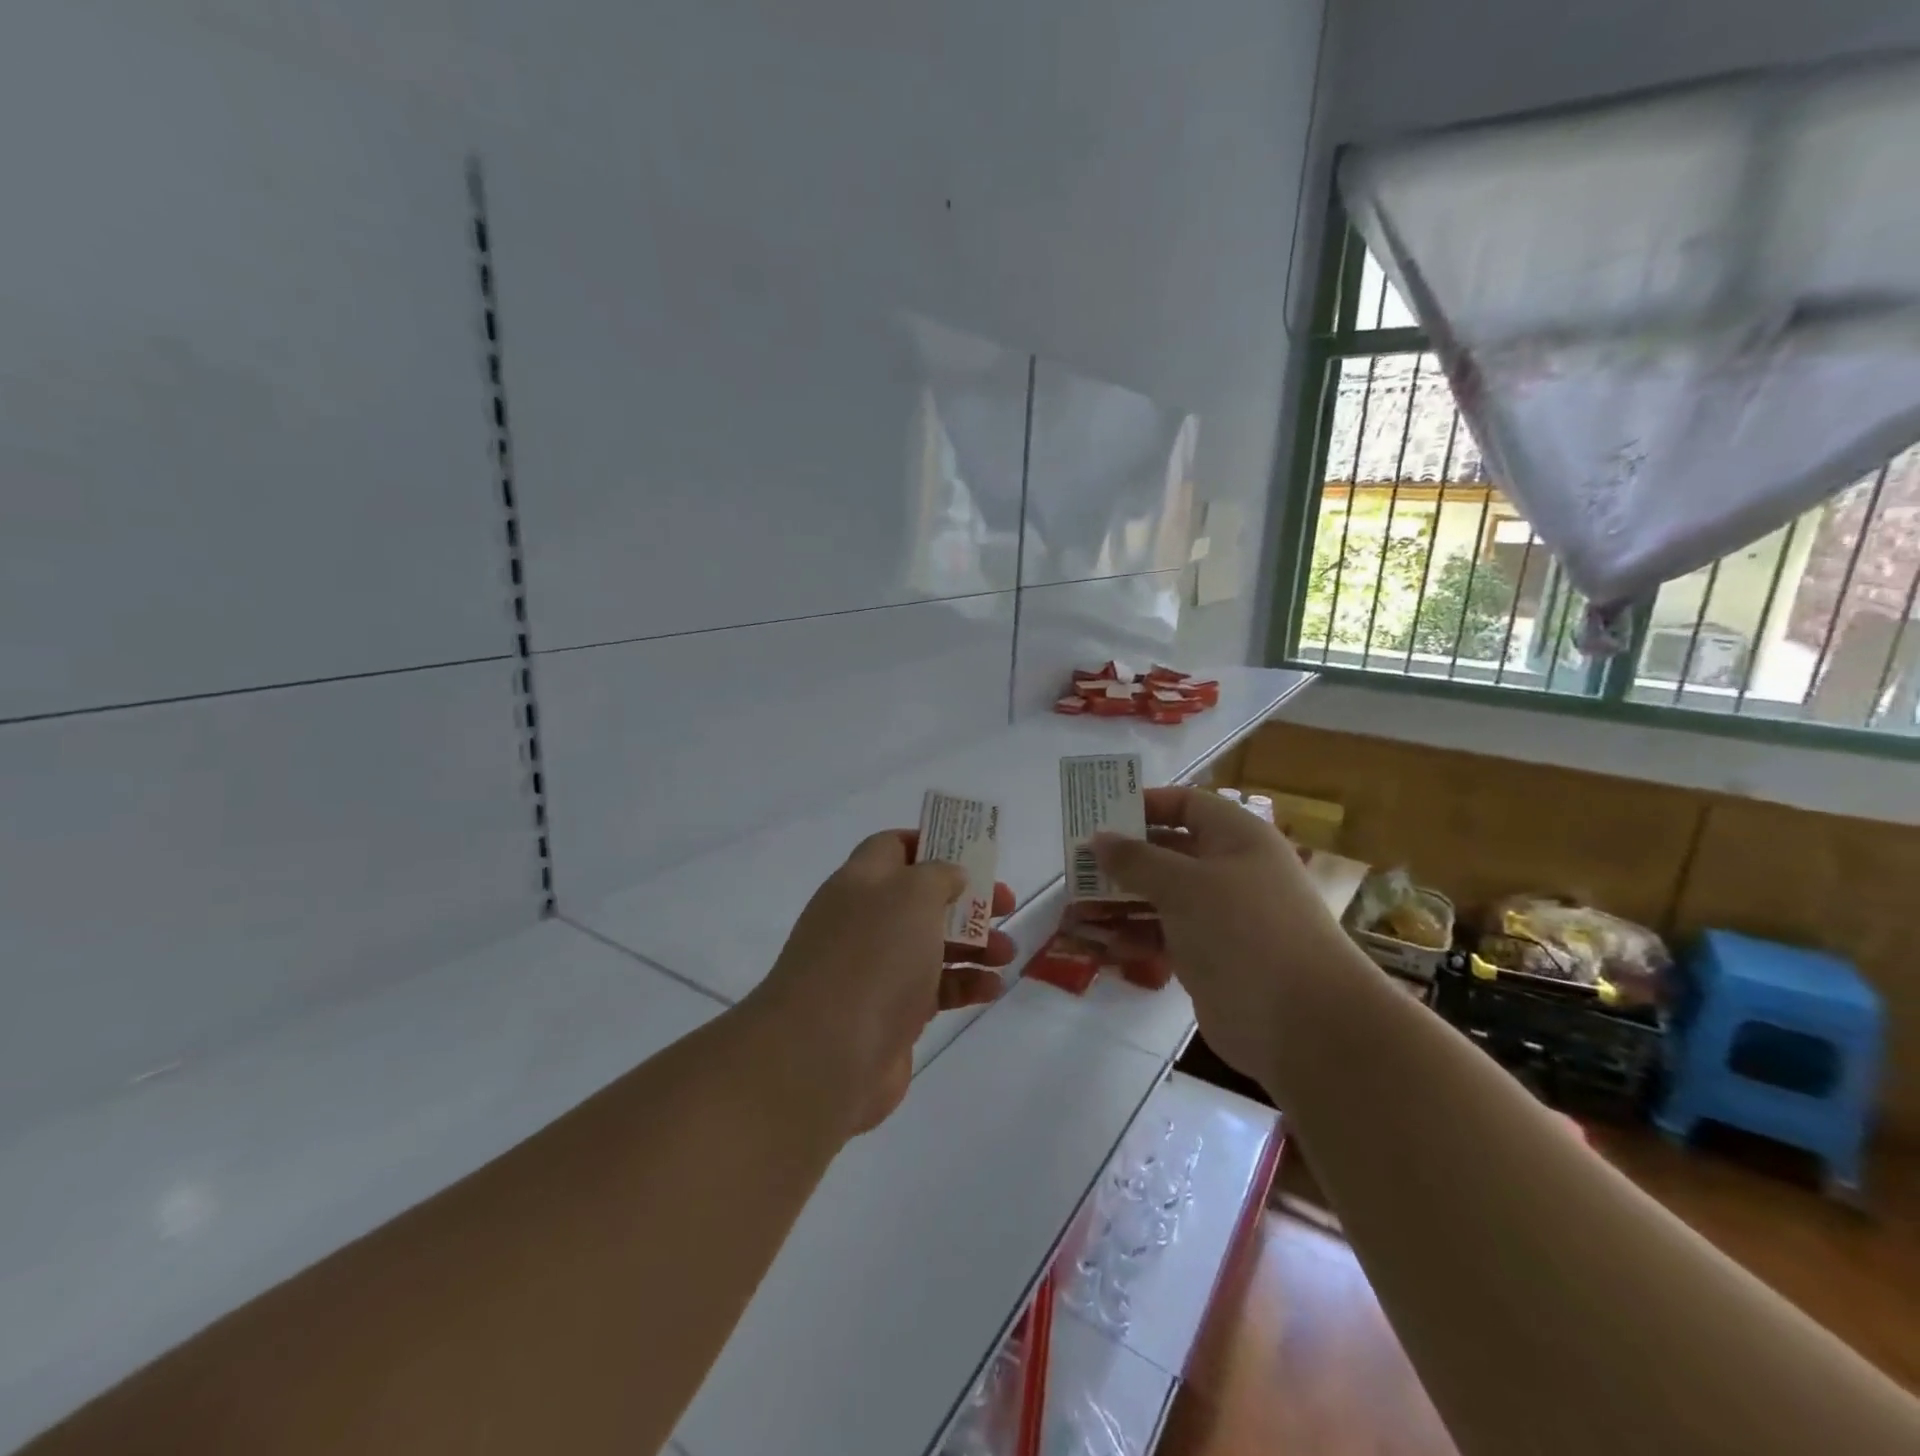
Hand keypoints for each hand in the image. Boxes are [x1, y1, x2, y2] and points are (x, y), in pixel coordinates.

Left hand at [746, 830, 1016, 1133]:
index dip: (931, 844)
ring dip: (973, 944)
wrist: (826, 1055)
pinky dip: (963, 984)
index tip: (971, 855)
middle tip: (1005, 906)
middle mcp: (864, 921)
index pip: (892, 847)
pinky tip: (992, 989)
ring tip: (1007, 954)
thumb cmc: (873, 957)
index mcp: (860, 882)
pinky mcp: (889, 1014)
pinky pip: (933, 988)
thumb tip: (949, 876)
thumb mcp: (912, 896)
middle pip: (920, 898)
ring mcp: (874, 969)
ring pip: (931, 945)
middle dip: (966, 900)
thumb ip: (938, 875)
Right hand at [1067, 787, 1354, 1075]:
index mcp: (1236, 838)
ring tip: (1075, 910)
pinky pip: (1163, 936)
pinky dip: (1134, 937)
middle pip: (1167, 852)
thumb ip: (1136, 859)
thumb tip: (1098, 839)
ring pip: (1160, 897)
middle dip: (1121, 860)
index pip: (1186, 805)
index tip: (1099, 817)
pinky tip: (1101, 945)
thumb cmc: (1244, 930)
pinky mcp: (1209, 956)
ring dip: (1119, 902)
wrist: (1302, 1023)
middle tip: (1076, 867)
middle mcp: (1229, 870)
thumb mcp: (1184, 885)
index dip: (1144, 806)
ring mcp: (1219, 916)